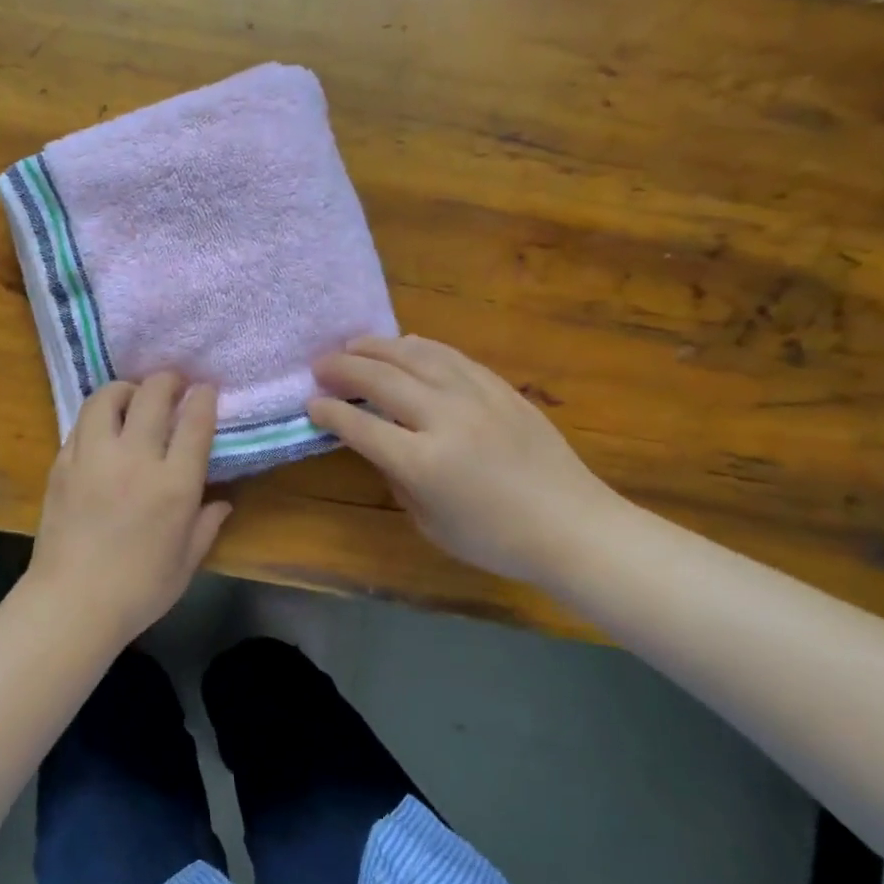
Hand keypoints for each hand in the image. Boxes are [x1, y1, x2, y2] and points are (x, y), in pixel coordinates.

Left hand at [26, 374, 233, 643]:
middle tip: (174, 384)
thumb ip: (206, 526)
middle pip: (153, 396)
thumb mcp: (185, 563)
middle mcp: (135, 459)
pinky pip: (81, 424)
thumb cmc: (138, 590)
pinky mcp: (62, 464)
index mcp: (174, 484)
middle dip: (168, 381)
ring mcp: (94, 457)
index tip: (205, 391)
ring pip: (108, 398)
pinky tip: (103, 428)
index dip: (203, 399)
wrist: (72, 603)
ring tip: (133, 396)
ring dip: (126, 389)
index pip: (194, 422)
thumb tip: (222, 502)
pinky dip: (97, 416)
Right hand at [309, 336, 624, 584]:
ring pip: (416, 356)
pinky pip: (451, 356)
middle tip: (319, 365)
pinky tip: (404, 344)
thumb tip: (378, 445)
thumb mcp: (430, 522)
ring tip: (353, 344)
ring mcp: (476, 397)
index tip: (311, 404)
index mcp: (423, 463)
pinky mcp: (500, 388)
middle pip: (382, 379)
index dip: (330, 412)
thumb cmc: (495, 539)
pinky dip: (420, 346)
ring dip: (377, 347)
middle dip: (343, 368)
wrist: (572, 525)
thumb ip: (398, 478)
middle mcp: (445, 419)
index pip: (361, 426)